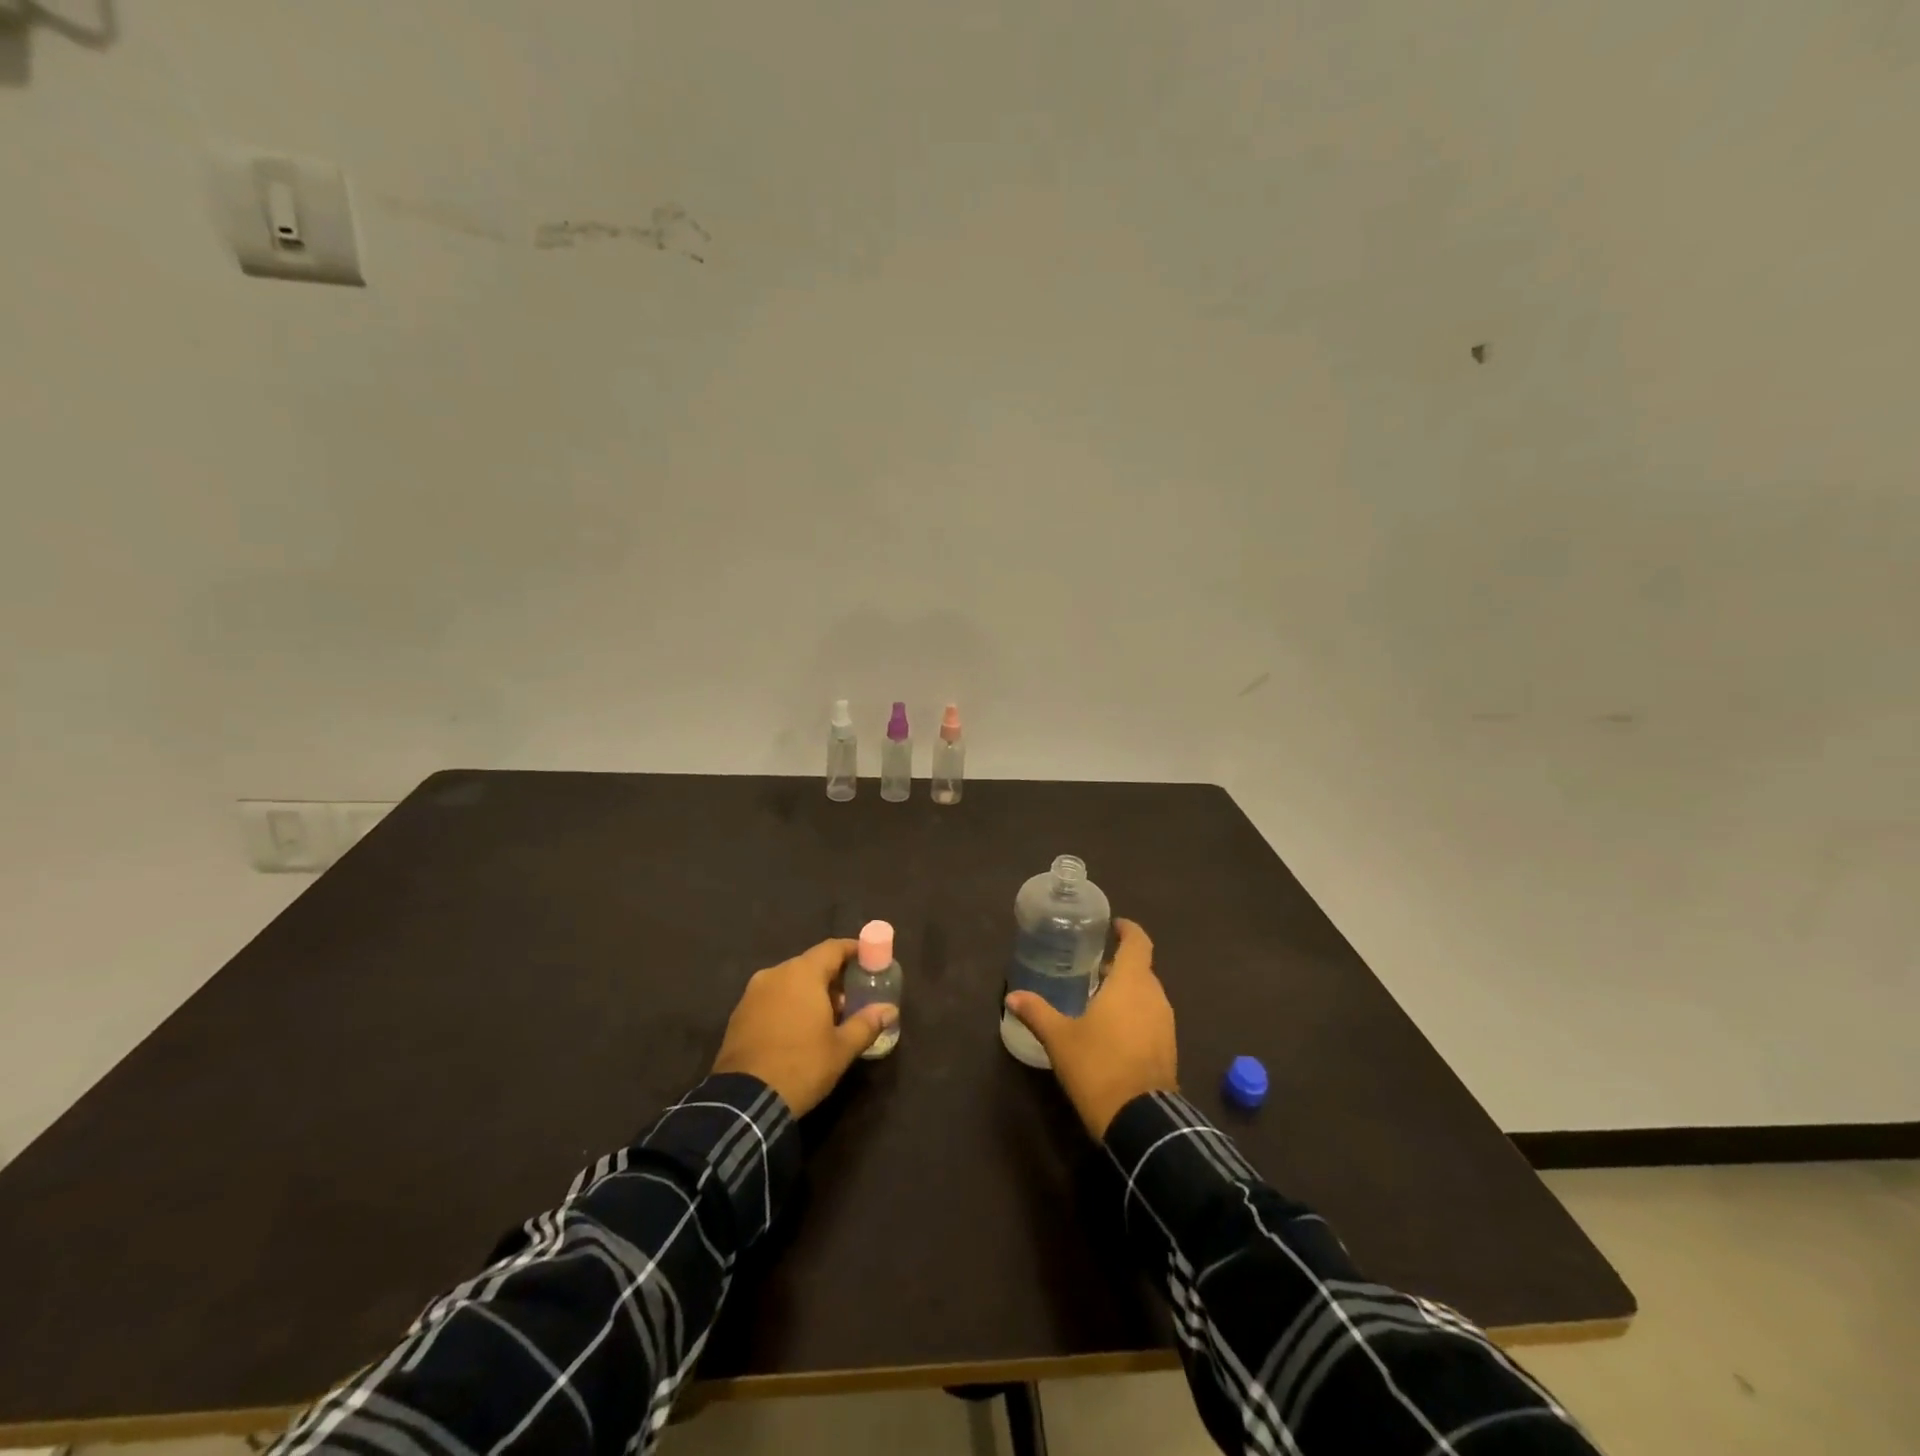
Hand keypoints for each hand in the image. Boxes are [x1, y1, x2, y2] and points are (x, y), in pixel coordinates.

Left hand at [711, 939, 897, 1115]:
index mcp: (802, 974)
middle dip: (833, 977)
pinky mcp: (739, 1014)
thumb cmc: (801, 1066)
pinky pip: (771, 998)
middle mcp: (775, 974)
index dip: (853, 950)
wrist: (744, 1101)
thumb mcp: (841, 1048)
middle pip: (810, 964)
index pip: (833, 948)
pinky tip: (797, 1029)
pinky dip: (788, 1004)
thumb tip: (890, 1010)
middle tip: (852, 997)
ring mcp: (753, 993)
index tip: (869, 960)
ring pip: (789, 981)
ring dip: (809, 992)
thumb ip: (867, 1023)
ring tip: (826, 1017)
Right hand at [1003, 918, 1176, 1138]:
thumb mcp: (1060, 1038)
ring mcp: (1165, 1023)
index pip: (1138, 942)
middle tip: (1094, 966)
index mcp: (1131, 983)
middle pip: (1142, 968)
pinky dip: (1136, 1012)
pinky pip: (1152, 1016)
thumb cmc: (1098, 1066)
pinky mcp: (1168, 1047)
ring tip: (1100, 997)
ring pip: (1148, 993)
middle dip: (1121, 964)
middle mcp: (1154, 996)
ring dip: (1128, 990)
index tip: (1113, 926)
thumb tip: (1012, 997)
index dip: (1128, 930)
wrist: (1141, 1121)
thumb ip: (1037, 1012)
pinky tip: (1113, 1029)